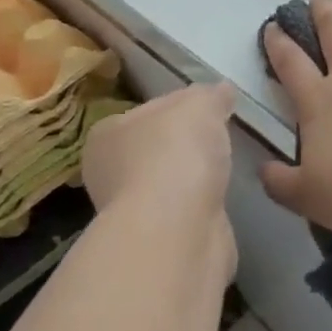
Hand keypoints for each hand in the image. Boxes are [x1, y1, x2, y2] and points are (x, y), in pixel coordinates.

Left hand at [83, 82, 236, 231]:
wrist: (177, 231)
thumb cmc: (176, 154)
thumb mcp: (200, 104)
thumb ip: (211, 94)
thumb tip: (222, 91)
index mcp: (106, 134)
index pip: (147, 111)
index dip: (180, 106)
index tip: (209, 109)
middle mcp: (109, 173)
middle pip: (156, 148)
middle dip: (185, 144)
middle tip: (221, 137)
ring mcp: (132, 211)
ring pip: (170, 182)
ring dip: (193, 178)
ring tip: (224, 169)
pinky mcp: (158, 239)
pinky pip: (184, 211)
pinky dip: (200, 205)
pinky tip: (218, 200)